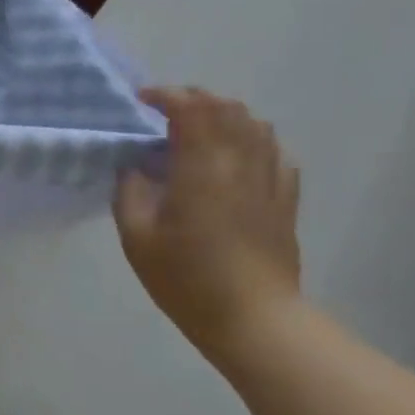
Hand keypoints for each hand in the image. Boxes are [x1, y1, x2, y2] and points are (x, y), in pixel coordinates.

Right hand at [114, 87, 300, 350]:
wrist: (252, 318)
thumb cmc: (186, 278)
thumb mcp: (137, 237)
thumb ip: (130, 192)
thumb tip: (134, 165)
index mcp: (202, 167)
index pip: (190, 109)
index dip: (165, 96)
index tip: (142, 100)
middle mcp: (241, 162)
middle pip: (226, 108)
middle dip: (195, 99)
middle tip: (166, 111)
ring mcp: (269, 178)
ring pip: (255, 124)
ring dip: (224, 115)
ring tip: (199, 129)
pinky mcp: (285, 198)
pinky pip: (274, 151)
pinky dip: (252, 140)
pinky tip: (236, 157)